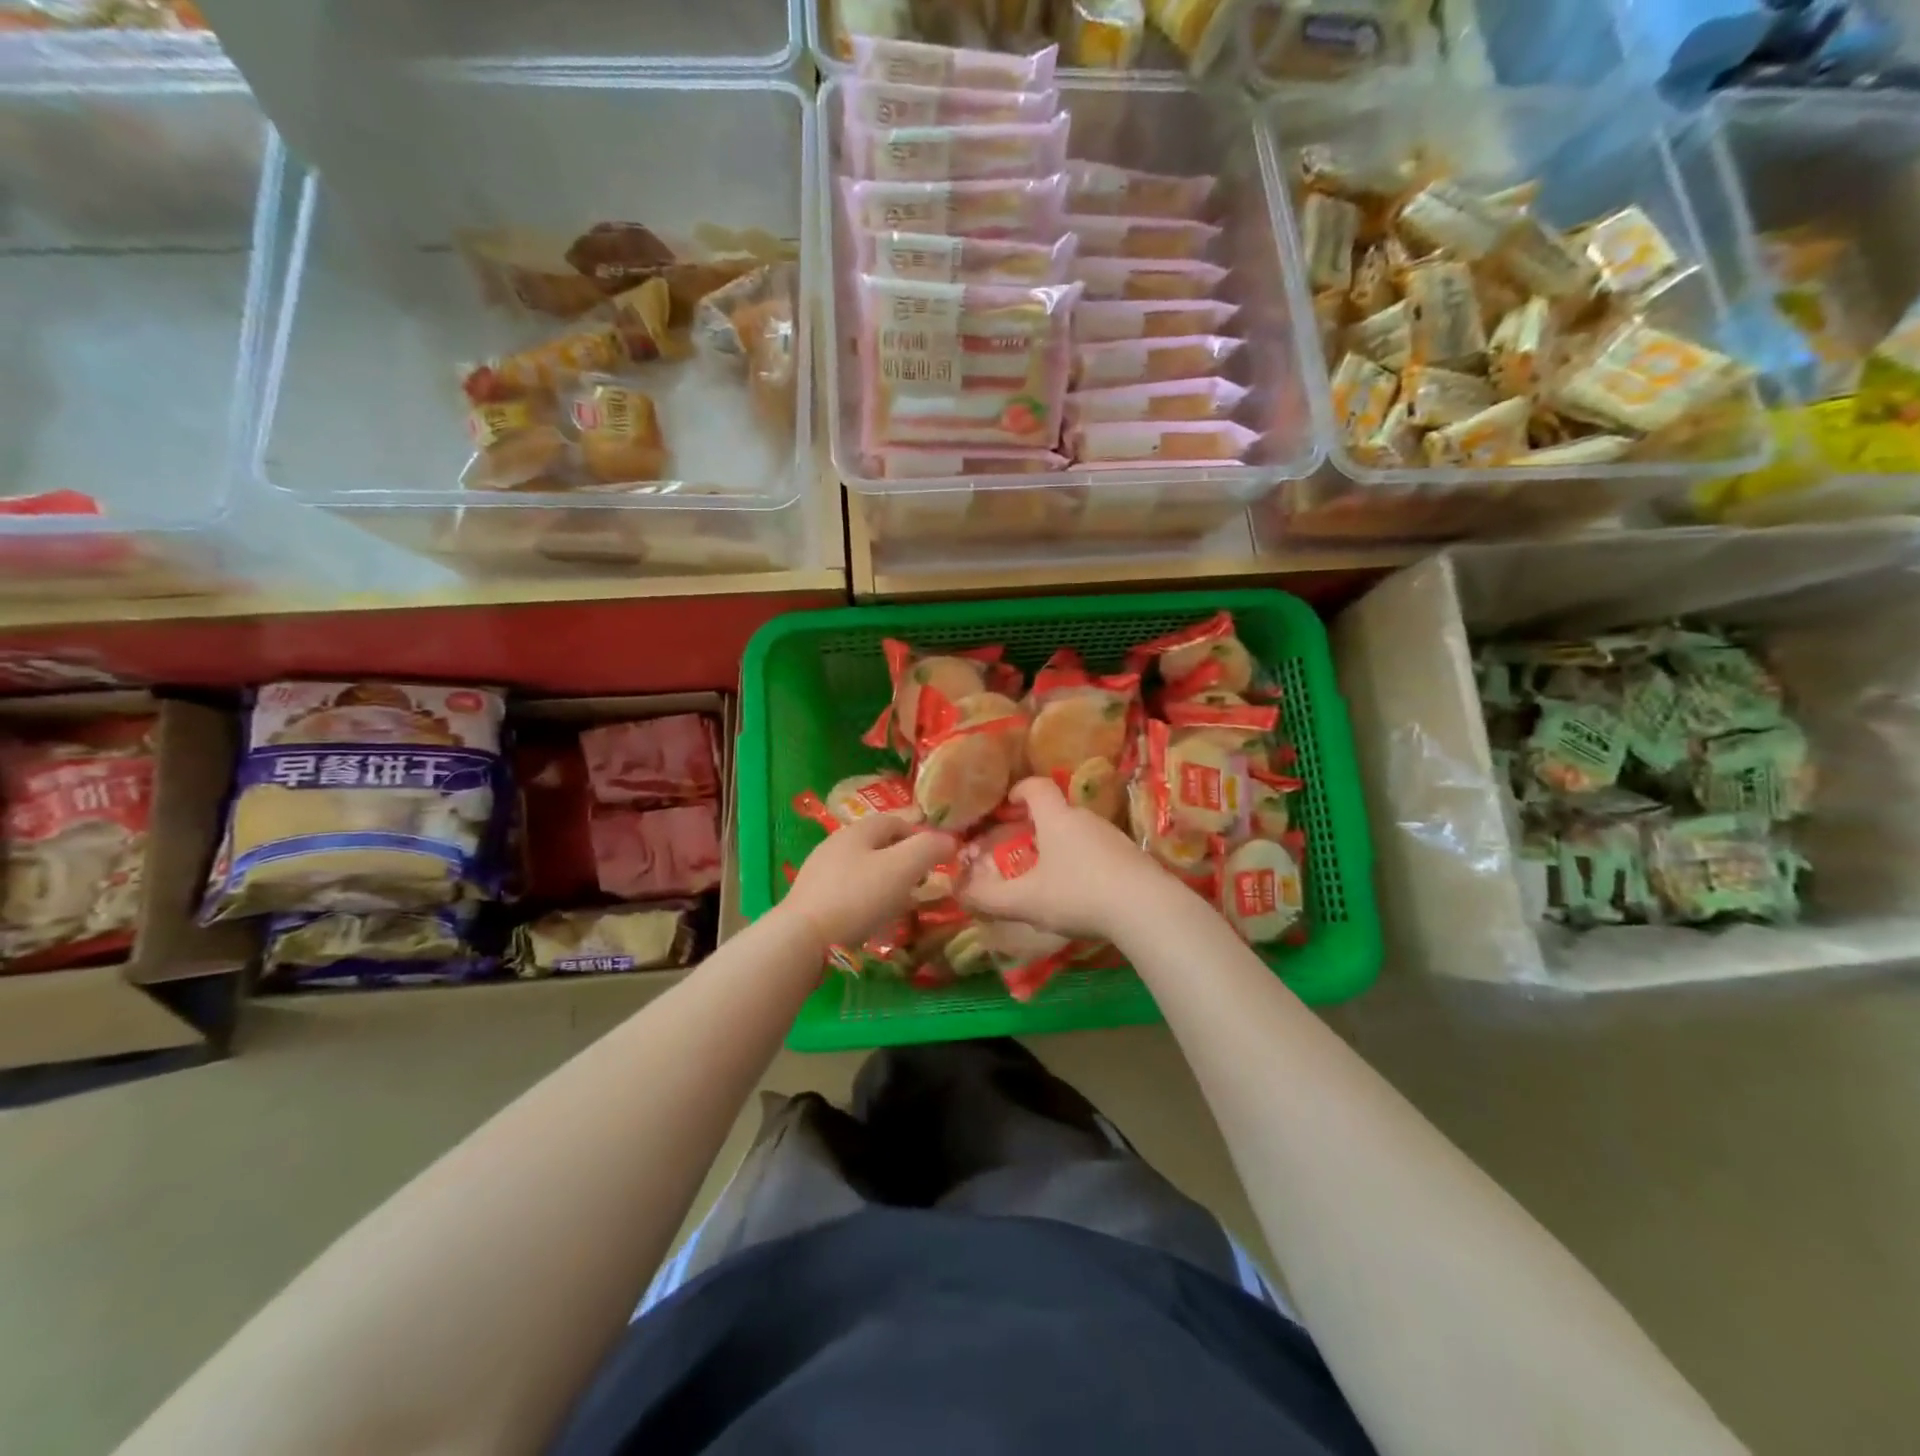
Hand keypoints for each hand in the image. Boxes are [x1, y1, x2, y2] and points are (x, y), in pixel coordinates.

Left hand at [780, 812, 956, 949]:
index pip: (895, 821)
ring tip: (901, 903)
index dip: (920, 834)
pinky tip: (872, 921)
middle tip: (922, 881)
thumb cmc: (857, 897)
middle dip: (902, 859)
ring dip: (884, 881)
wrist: (802, 939)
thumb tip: (950, 840)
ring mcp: (819, 873)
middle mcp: (835, 845)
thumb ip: (929, 849)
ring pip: (862, 869)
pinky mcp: (811, 901)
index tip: (938, 856)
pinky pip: (847, 893)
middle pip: (877, 845)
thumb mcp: (902, 868)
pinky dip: (866, 901)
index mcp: (857, 831)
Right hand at [958, 778, 1174, 940]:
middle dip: (1039, 825)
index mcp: (1057, 819)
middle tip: (1023, 847)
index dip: (1019, 790)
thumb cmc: (1078, 894)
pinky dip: (1087, 863)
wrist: (1147, 909)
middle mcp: (1086, 819)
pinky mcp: (1133, 857)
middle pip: (1058, 811)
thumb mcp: (1026, 901)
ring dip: (1064, 847)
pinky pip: (1101, 852)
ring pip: (1081, 833)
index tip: (1008, 803)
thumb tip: (959, 891)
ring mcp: (1114, 836)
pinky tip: (1084, 893)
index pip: (1037, 787)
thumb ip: (989, 897)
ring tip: (1051, 875)